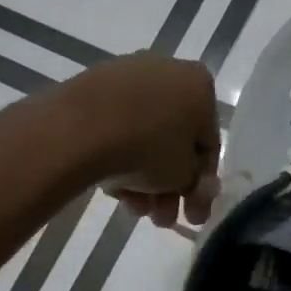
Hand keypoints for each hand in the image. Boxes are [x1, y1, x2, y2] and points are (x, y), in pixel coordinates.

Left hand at [53, 55, 220, 228]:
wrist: (81, 128)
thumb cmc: (149, 148)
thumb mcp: (185, 175)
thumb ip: (197, 182)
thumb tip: (196, 186)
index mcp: (199, 84)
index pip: (208, 143)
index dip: (201, 184)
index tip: (192, 214)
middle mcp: (167, 71)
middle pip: (173, 140)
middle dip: (169, 187)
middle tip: (160, 219)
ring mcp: (126, 77)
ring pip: (143, 136)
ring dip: (143, 178)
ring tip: (133, 209)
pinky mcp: (92, 87)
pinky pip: (115, 127)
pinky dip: (118, 156)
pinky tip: (111, 187)